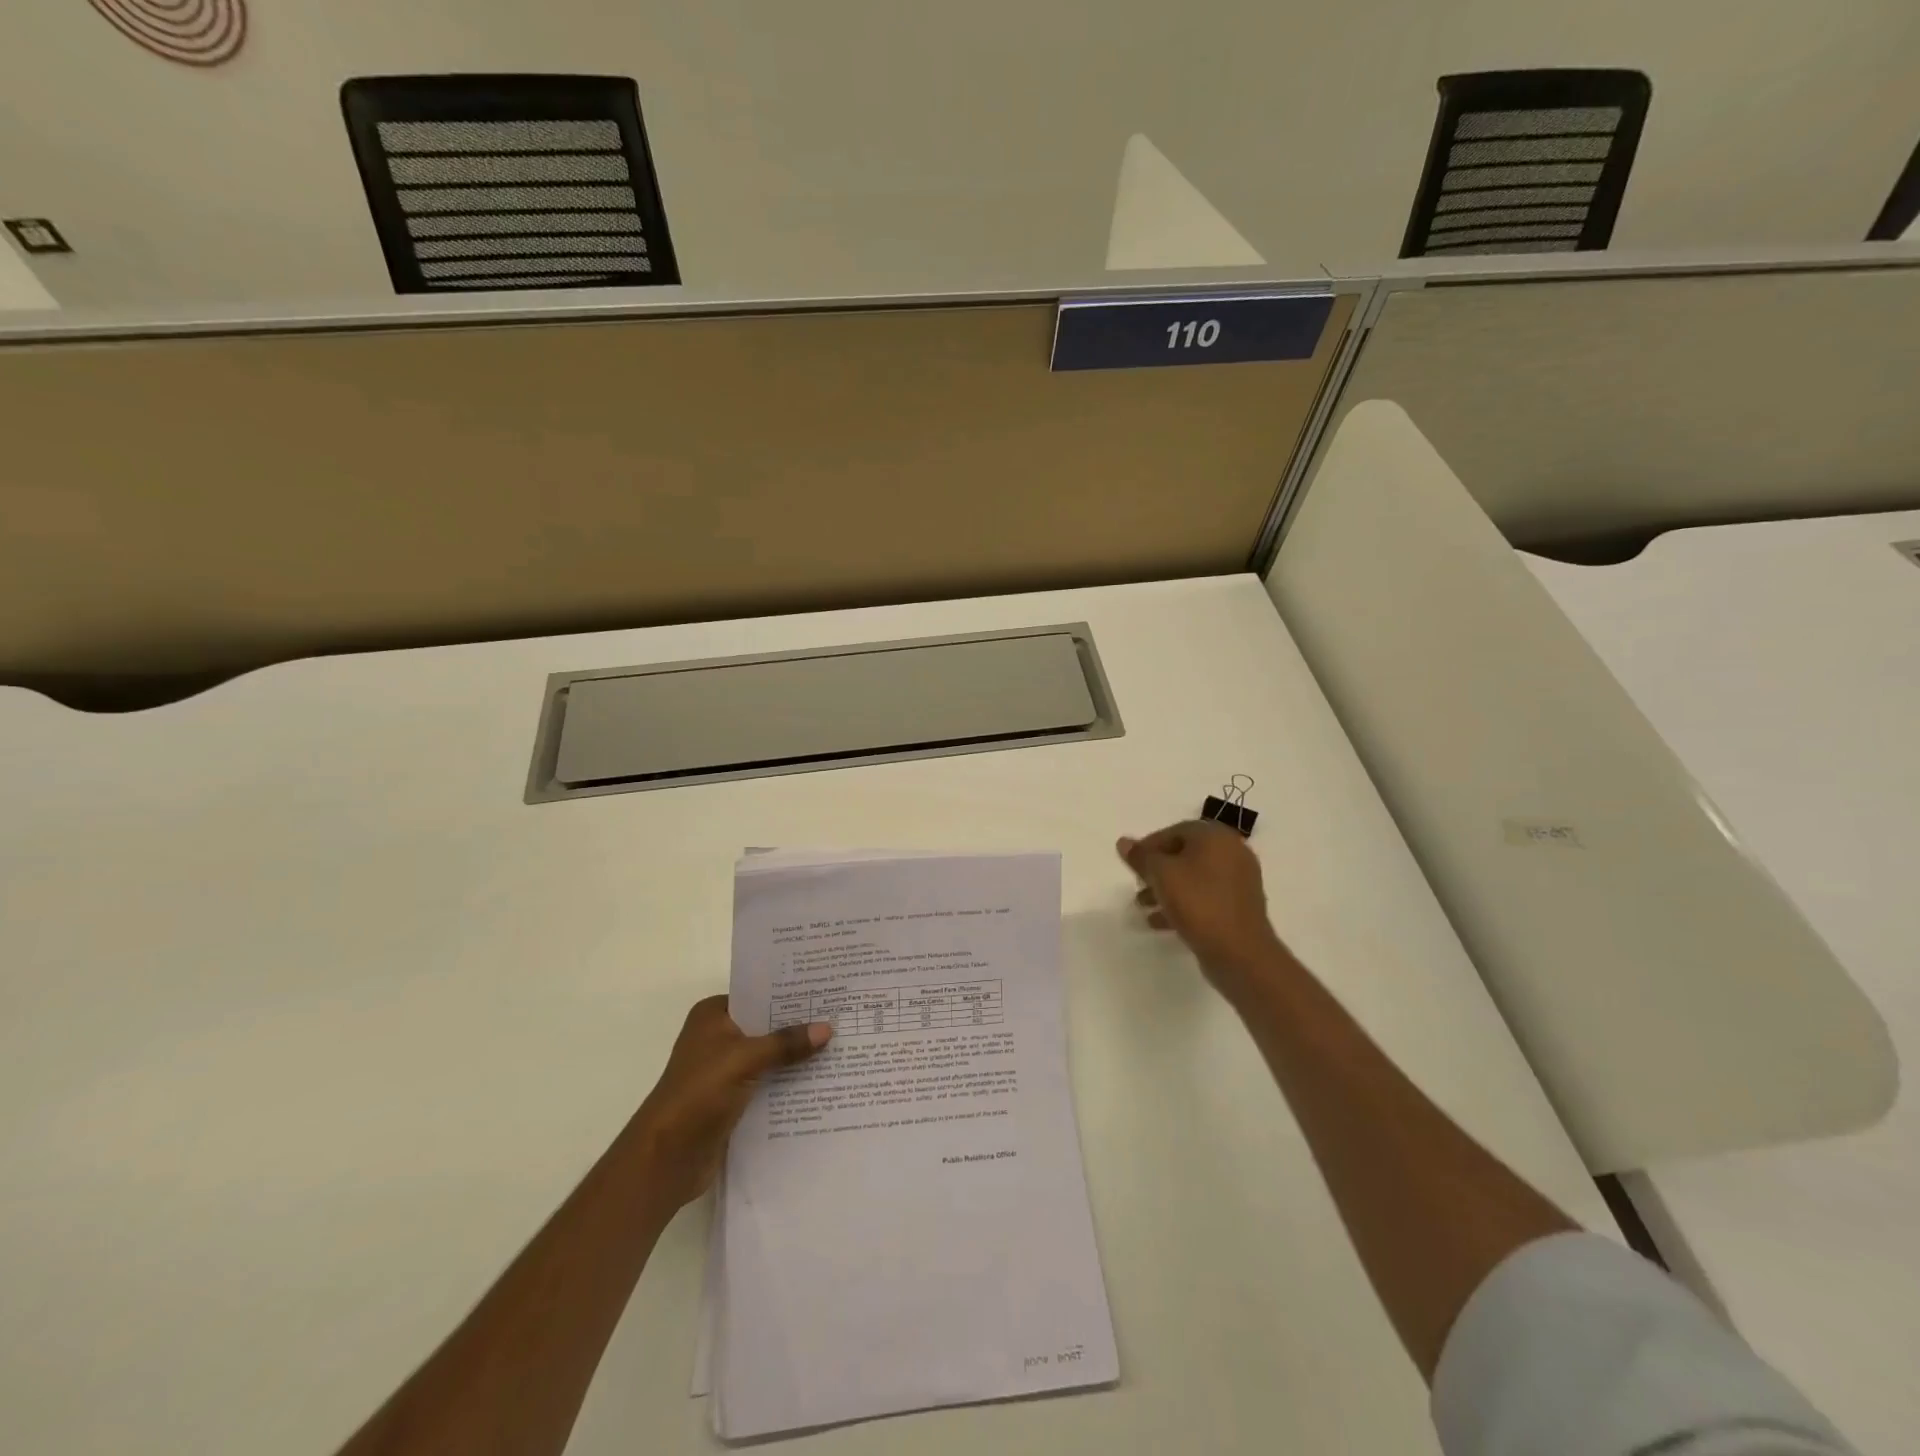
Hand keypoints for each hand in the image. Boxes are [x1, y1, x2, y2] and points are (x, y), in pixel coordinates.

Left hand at [632, 996, 831, 1206]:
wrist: (666, 1159)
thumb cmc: (698, 1094)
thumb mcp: (745, 1059)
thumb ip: (785, 1043)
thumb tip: (827, 1028)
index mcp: (712, 1016)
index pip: (758, 994)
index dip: (789, 993)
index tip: (826, 989)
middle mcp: (717, 1038)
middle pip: (766, 1026)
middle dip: (799, 1026)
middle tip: (841, 1017)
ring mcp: (724, 1071)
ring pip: (769, 1056)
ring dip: (796, 1058)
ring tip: (840, 1048)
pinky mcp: (732, 1100)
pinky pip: (767, 1084)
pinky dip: (788, 1084)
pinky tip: (821, 1082)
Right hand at [1119, 820, 1285, 989]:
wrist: (1240, 952)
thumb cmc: (1198, 903)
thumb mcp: (1161, 875)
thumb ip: (1141, 857)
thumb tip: (1124, 842)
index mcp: (1216, 837)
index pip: (1175, 831)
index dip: (1149, 846)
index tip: (1131, 865)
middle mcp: (1232, 852)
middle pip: (1185, 855)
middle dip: (1157, 870)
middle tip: (1137, 885)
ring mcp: (1239, 881)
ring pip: (1194, 878)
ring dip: (1166, 889)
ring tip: (1143, 906)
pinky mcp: (1239, 907)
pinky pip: (1205, 897)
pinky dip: (1183, 904)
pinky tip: (1159, 922)